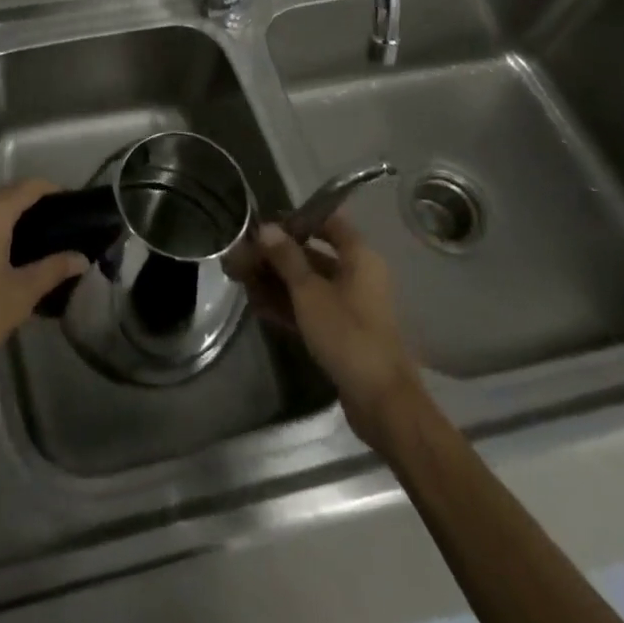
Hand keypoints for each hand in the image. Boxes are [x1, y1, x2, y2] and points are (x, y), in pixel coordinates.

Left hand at [0, 181, 88, 390]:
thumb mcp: (18, 296)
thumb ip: (53, 270)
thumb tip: (81, 257)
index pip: (32, 185)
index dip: (56, 193)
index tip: (75, 213)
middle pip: (9, 195)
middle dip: (34, 212)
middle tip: (57, 240)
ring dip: (9, 223)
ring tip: (32, 253)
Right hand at [232, 213, 418, 451]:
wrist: (382, 402)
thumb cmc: (347, 334)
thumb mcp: (310, 292)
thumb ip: (286, 257)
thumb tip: (266, 227)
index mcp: (359, 258)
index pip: (328, 222)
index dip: (297, 219)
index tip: (265, 224)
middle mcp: (357, 276)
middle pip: (313, 255)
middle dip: (276, 255)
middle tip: (241, 257)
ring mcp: (350, 306)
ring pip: (308, 284)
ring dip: (276, 281)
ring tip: (241, 281)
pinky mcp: (342, 333)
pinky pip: (311, 309)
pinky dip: (287, 306)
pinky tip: (257, 307)